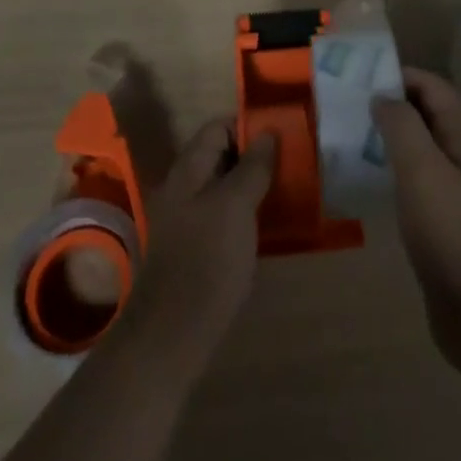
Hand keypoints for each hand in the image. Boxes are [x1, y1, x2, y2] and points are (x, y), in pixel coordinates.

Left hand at [113, 119, 276, 375]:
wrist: (172, 334)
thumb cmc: (207, 259)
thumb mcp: (236, 206)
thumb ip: (252, 167)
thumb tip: (268, 133)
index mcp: (187, 169)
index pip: (217, 127)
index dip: (247, 126)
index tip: (280, 136)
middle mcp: (182, 187)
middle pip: (219, 156)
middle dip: (253, 156)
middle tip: (288, 166)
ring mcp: (185, 219)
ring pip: (222, 187)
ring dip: (250, 186)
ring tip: (283, 193)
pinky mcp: (192, 249)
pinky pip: (221, 216)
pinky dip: (242, 213)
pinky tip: (264, 227)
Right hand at [373, 67, 460, 366]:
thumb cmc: (455, 235)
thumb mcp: (422, 171)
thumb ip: (401, 124)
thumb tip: (382, 95)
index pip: (430, 85)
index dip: (394, 76)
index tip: (355, 81)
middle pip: (426, 113)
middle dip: (388, 106)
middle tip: (345, 110)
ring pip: (421, 147)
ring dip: (388, 139)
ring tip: (349, 141)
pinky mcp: (452, 220)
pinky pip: (420, 180)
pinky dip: (395, 171)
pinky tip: (369, 181)